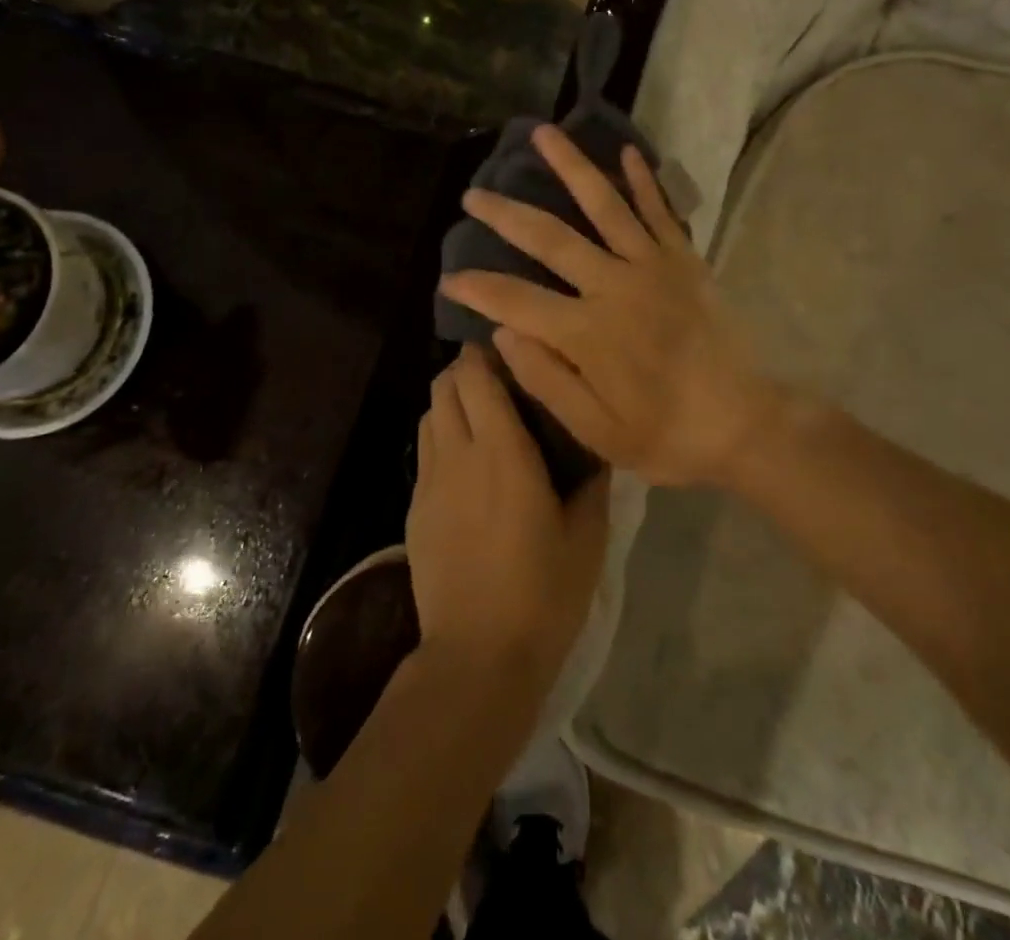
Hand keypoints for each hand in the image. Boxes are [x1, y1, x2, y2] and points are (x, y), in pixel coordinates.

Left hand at [408, 344, 609, 702]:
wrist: (477, 656)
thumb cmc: (543, 593)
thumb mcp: (587, 535)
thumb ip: (592, 480)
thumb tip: (594, 442)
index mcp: (503, 451)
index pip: (477, 377)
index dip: (487, 355)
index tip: (512, 354)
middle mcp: (459, 453)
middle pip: (444, 385)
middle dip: (466, 370)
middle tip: (500, 381)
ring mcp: (430, 481)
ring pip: (429, 414)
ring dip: (450, 401)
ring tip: (481, 415)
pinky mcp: (415, 508)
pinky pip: (424, 450)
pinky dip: (441, 435)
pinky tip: (465, 461)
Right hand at [440, 125, 787, 489]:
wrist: (746, 424)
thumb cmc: (666, 436)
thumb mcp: (599, 432)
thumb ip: (547, 380)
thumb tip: (502, 332)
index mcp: (589, 334)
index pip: (516, 301)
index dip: (478, 288)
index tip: (449, 278)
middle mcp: (616, 287)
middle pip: (551, 239)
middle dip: (506, 215)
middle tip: (473, 194)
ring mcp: (654, 267)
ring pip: (604, 206)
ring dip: (571, 167)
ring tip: (542, 133)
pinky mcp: (684, 262)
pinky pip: (661, 212)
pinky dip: (643, 181)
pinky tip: (626, 151)